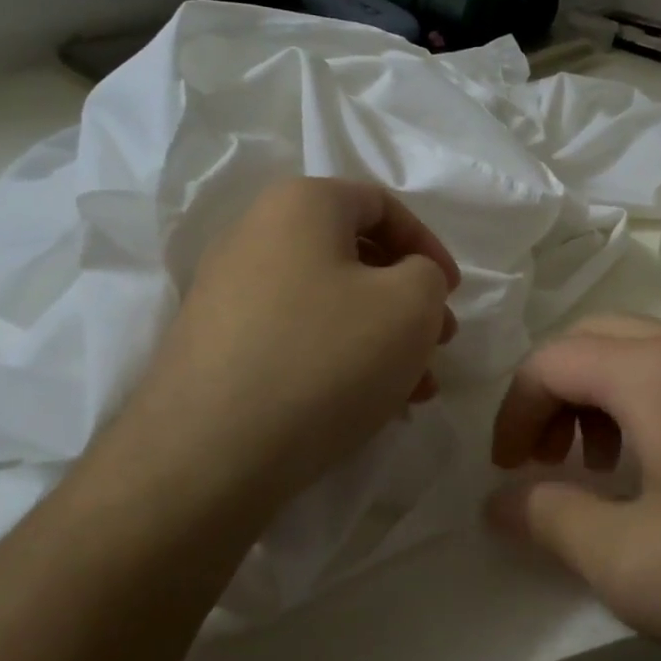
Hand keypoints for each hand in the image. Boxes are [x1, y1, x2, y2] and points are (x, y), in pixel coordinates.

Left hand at [110, 178, 459, 514]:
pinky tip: (370, 405)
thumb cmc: (324, 358)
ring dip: (382, 338)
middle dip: (409, 301)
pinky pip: (298, 336)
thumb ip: (428, 276)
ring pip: (331, 303)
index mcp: (301, 205)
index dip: (429, 246)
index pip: (382, 204)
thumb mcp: (411, 305)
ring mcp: (230, 293)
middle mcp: (256, 235)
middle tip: (439, 343)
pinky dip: (342, 359)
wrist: (207, 455)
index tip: (453, 293)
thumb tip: (407, 281)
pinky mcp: (218, 346)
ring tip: (415, 389)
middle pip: (356, 257)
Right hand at [487, 315, 660, 660]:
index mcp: (652, 370)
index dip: (514, 411)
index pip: (551, 360)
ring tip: (601, 465)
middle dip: (553, 393)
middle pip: (592, 339)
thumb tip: (500, 500)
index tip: (506, 471)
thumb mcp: (628, 563)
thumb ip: (549, 520)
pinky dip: (642, 400)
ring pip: (638, 350)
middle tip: (546, 459)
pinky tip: (660, 465)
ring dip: (598, 395)